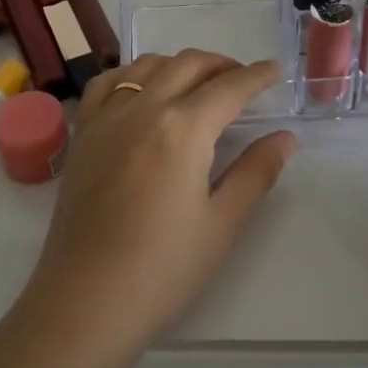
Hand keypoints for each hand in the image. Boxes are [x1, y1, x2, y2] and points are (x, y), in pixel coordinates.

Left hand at [20, 51, 297, 357]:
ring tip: (198, 83)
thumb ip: (256, 172)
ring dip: (179, 64)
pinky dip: (132, 74)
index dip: (256, 76)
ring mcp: (106, 118)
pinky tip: (142, 91)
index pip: (228, 88)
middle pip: (187, 65)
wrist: (85, 302)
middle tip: (243, 80)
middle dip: (221, 65)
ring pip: (147, 66)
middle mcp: (142, 109)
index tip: (275, 70)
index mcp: (183, 129)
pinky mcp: (83, 135)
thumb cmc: (162, 269)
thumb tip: (285, 138)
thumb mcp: (222, 224)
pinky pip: (108, 84)